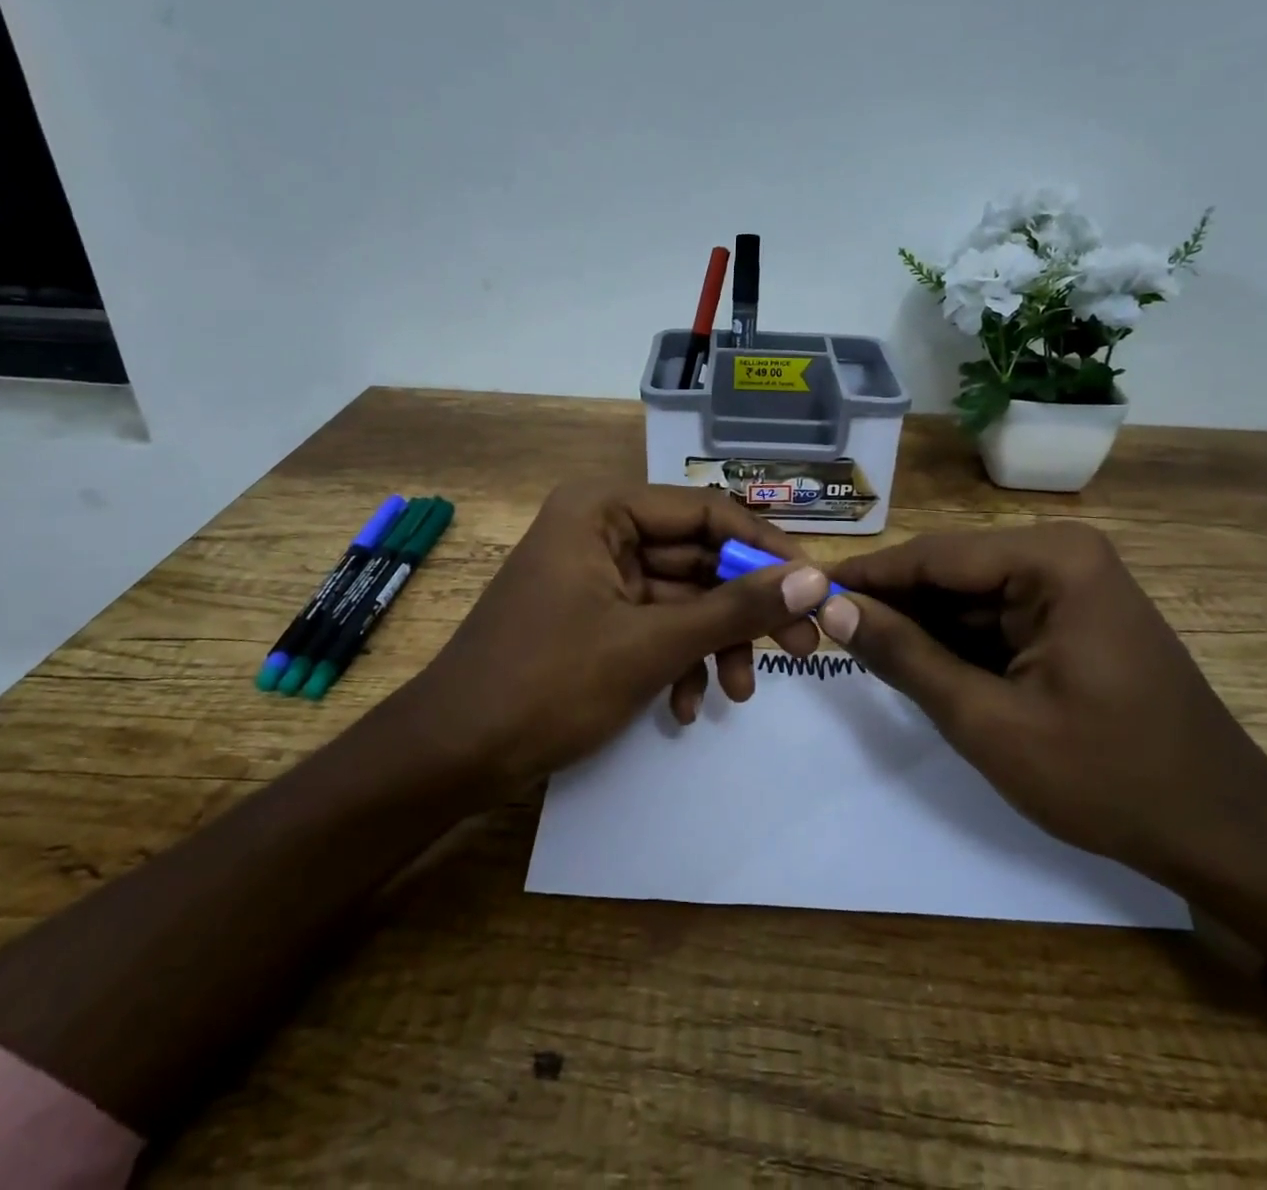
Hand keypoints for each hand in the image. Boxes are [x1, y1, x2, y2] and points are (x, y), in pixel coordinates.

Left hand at [409, 481, 831, 799]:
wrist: (452, 756)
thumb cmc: (548, 684)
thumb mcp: (653, 644)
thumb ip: (736, 608)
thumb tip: (815, 580)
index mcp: (603, 510)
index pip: (707, 512)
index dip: (764, 549)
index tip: (814, 588)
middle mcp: (599, 530)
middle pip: (696, 557)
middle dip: (743, 609)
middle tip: (799, 648)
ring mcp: (594, 575)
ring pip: (680, 598)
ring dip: (713, 644)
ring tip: (738, 694)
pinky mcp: (591, 616)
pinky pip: (652, 625)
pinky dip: (677, 661)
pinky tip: (684, 708)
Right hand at [821, 523, 1266, 969]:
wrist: (1224, 834)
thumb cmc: (1107, 778)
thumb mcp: (987, 721)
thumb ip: (905, 657)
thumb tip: (833, 609)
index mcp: (1053, 561)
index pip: (933, 555)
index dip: (866, 575)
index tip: (804, 590)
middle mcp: (1063, 555)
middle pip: (950, 571)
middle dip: (891, 603)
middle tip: (822, 629)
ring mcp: (1072, 585)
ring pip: (967, 596)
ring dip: (919, 626)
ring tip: (857, 649)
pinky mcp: (1073, 617)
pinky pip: (995, 618)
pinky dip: (954, 643)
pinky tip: (916, 665)